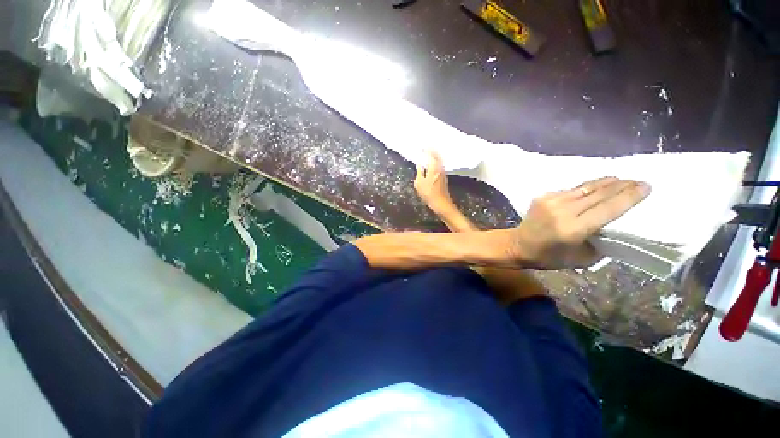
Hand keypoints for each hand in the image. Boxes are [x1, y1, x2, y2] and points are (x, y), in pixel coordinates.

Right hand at [414, 151, 454, 215]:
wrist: (441, 203)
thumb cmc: (429, 193)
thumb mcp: (419, 183)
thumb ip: (419, 172)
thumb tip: (419, 165)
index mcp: (433, 167)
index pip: (431, 154)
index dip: (426, 149)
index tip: (422, 146)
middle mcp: (440, 167)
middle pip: (437, 155)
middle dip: (432, 150)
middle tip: (427, 146)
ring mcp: (443, 172)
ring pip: (439, 160)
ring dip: (435, 155)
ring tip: (429, 153)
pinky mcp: (444, 177)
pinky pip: (440, 165)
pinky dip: (436, 161)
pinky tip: (432, 163)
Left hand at [512, 177, 650, 268]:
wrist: (517, 244)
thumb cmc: (549, 257)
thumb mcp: (581, 259)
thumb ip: (600, 242)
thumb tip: (615, 227)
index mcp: (573, 229)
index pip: (608, 208)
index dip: (629, 196)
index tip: (647, 186)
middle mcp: (562, 211)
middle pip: (598, 194)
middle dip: (622, 186)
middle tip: (639, 180)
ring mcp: (550, 201)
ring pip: (584, 188)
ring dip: (605, 182)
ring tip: (622, 179)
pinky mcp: (543, 197)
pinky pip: (570, 190)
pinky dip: (586, 188)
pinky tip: (596, 187)